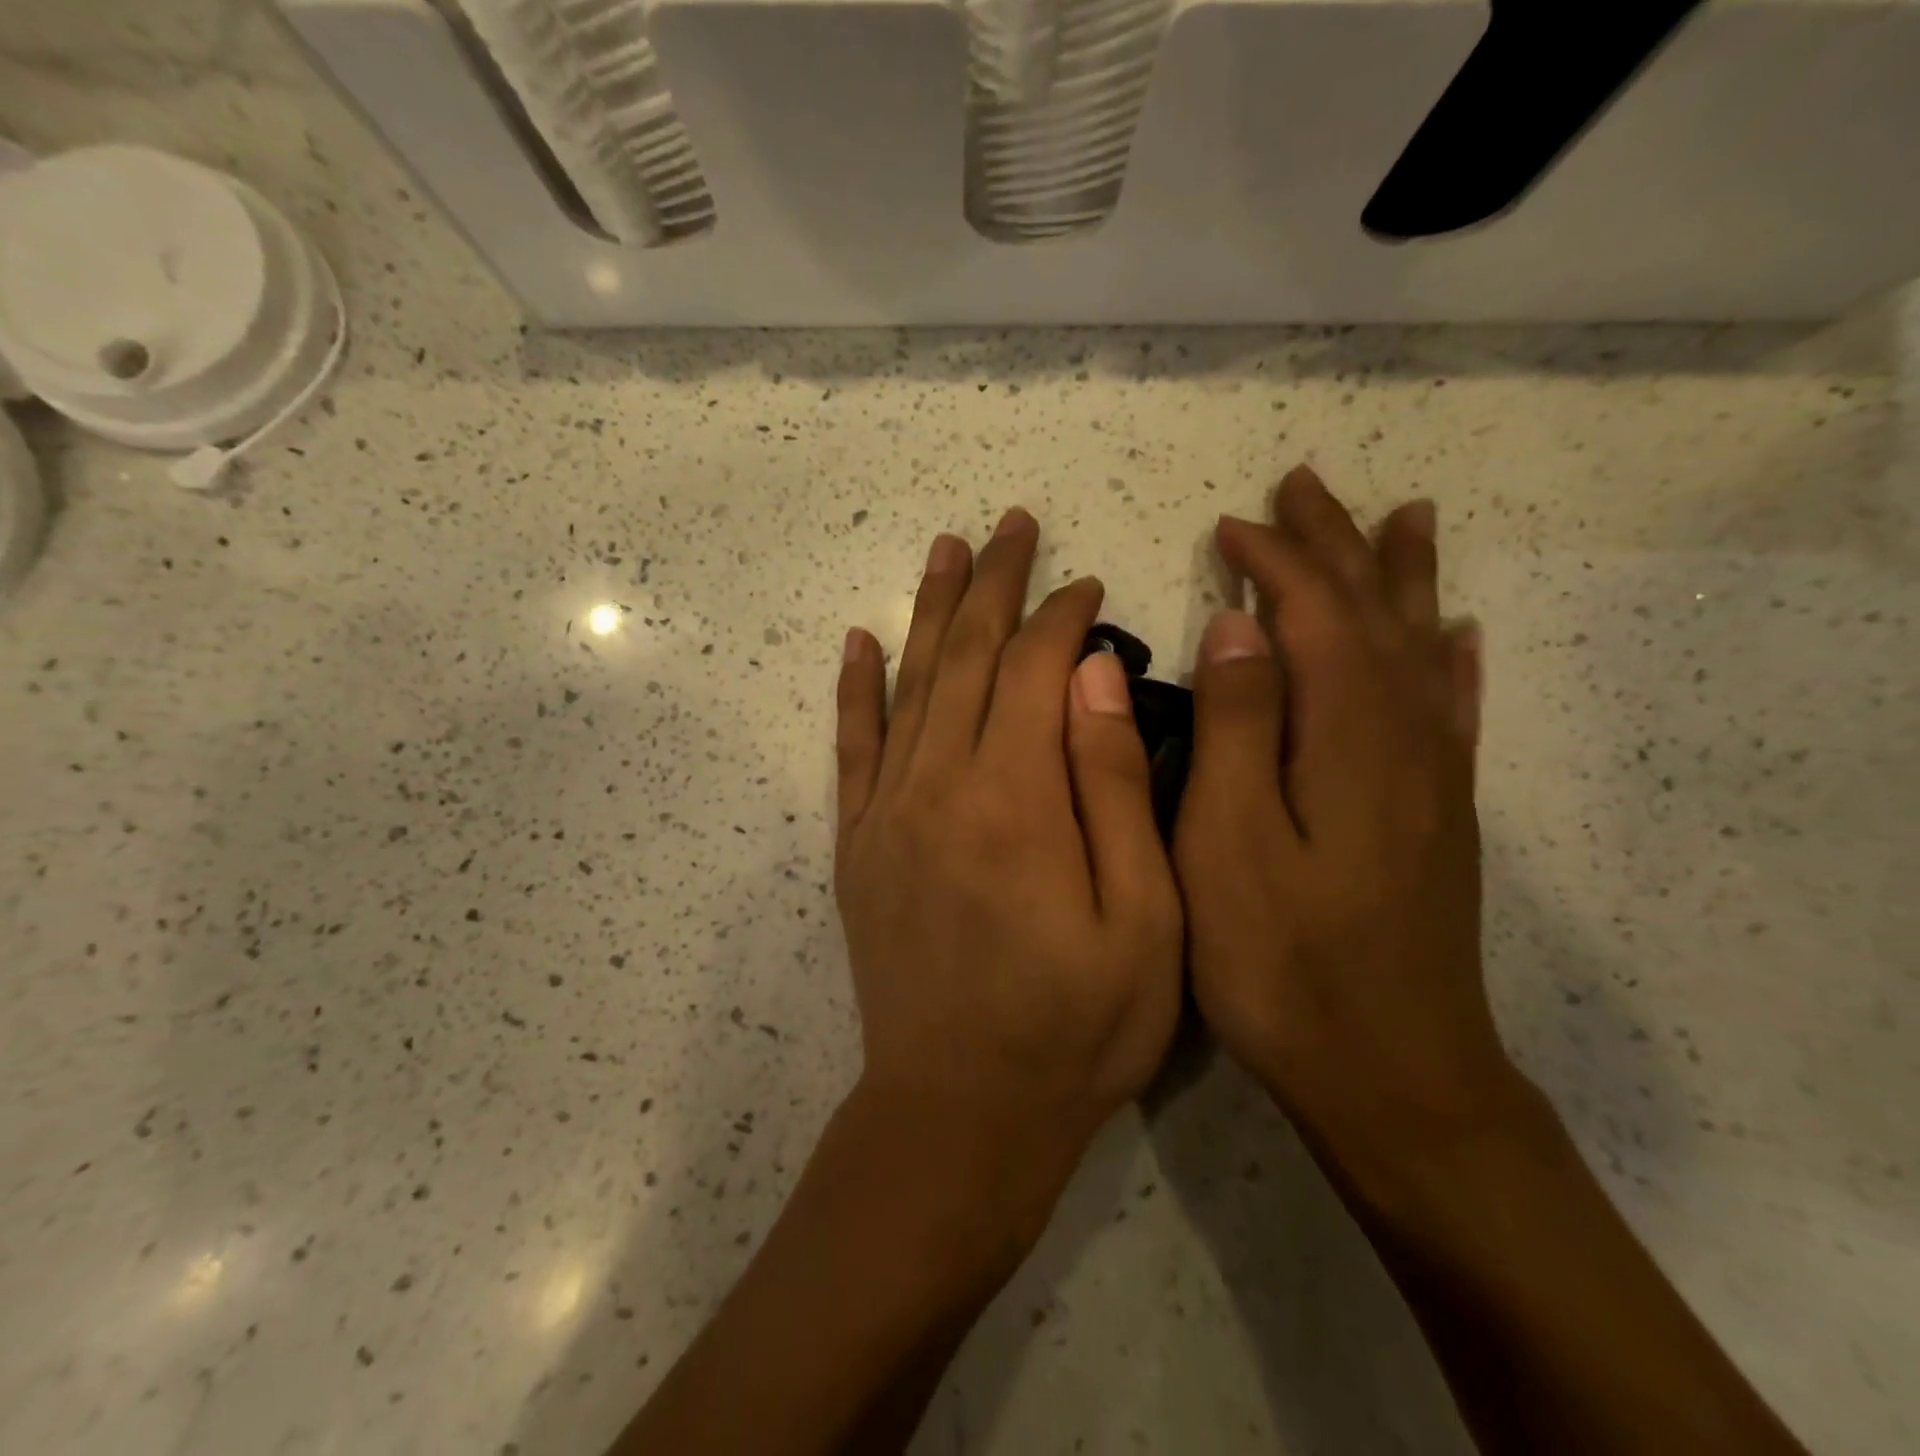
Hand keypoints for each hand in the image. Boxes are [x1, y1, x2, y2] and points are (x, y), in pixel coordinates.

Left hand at [835, 509, 1183, 1240]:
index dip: (1063, 617)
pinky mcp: (859, 845)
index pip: (1034, 669)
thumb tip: (1092, 674)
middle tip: (1012, 524)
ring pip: (910, 684)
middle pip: (966, 657)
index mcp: (1015, 798)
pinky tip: (860, 640)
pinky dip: (856, 689)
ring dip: (930, 611)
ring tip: (946, 548)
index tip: (1088, 585)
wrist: (959, 1112)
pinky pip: (852, 748)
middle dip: (994, 585)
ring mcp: (888, 812)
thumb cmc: (1075, 1027)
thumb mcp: (1143, 918)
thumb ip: (1115, 786)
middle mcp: (940, 786)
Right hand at [1174, 466, 1512, 1159]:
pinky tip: (1456, 633)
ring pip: (1418, 647)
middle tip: (1305, 486)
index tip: (1229, 525)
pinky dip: (1450, 658)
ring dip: (1399, 578)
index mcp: (1347, 736)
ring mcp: (1431, 777)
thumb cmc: (1283, 963)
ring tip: (1401, 517)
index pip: (1314, 613)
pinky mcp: (1439, 815)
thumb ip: (1238, 727)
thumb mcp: (1229, 844)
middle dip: (1336, 544)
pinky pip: (1452, 710)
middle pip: (1372, 613)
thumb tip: (1240, 626)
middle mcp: (1404, 738)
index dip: (1276, 559)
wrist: (1392, 1074)